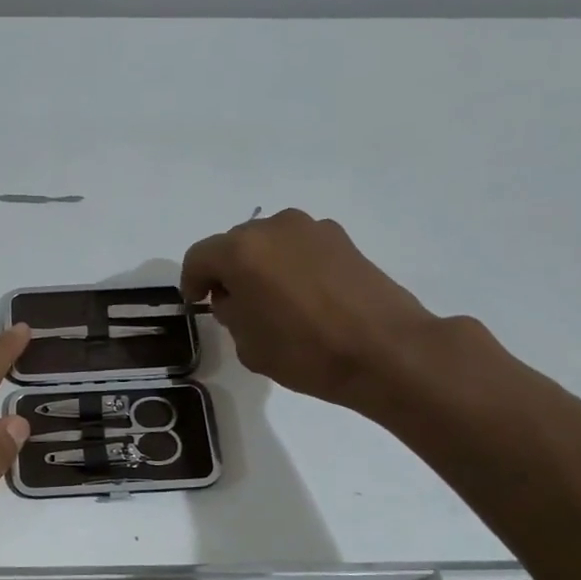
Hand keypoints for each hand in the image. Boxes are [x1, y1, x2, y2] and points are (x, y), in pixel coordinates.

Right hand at [181, 209, 441, 410]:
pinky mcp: (342, 239)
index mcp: (241, 251)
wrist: (387, 351)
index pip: (199, 257)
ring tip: (272, 300)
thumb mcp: (248, 344)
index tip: (199, 304)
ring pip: (269, 243)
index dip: (192, 281)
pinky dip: (292, 265)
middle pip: (234, 244)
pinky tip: (304, 296)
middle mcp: (273, 228)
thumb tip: (236, 297)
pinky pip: (300, 247)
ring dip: (261, 265)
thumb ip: (230, 313)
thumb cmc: (306, 351)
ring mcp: (312, 229)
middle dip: (228, 270)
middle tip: (234, 303)